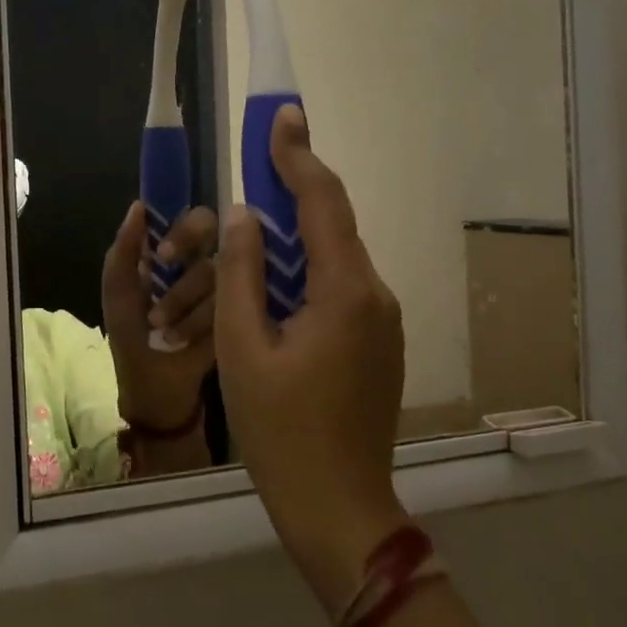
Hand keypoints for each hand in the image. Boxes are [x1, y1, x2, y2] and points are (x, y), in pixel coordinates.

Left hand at [103, 201, 217, 429]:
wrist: (158, 398)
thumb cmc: (135, 342)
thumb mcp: (119, 296)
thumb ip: (124, 251)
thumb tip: (139, 206)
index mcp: (180, 255)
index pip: (197, 220)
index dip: (185, 232)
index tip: (165, 256)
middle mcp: (211, 266)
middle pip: (221, 242)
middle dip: (190, 267)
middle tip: (173, 298)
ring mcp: (232, 292)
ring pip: (222, 276)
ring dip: (185, 304)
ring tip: (165, 330)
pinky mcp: (246, 318)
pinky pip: (232, 305)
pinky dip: (201, 324)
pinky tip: (186, 342)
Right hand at [215, 106, 409, 613]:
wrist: (339, 510)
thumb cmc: (281, 433)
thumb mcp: (243, 349)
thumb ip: (243, 274)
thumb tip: (246, 216)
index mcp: (345, 292)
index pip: (323, 203)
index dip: (298, 156)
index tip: (281, 116)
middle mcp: (376, 295)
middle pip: (334, 225)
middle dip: (295, 190)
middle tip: (259, 160)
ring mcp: (383, 322)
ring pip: (337, 258)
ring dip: (297, 237)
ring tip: (256, 225)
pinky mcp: (378, 344)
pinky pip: (341, 288)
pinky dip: (308, 271)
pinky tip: (276, 284)